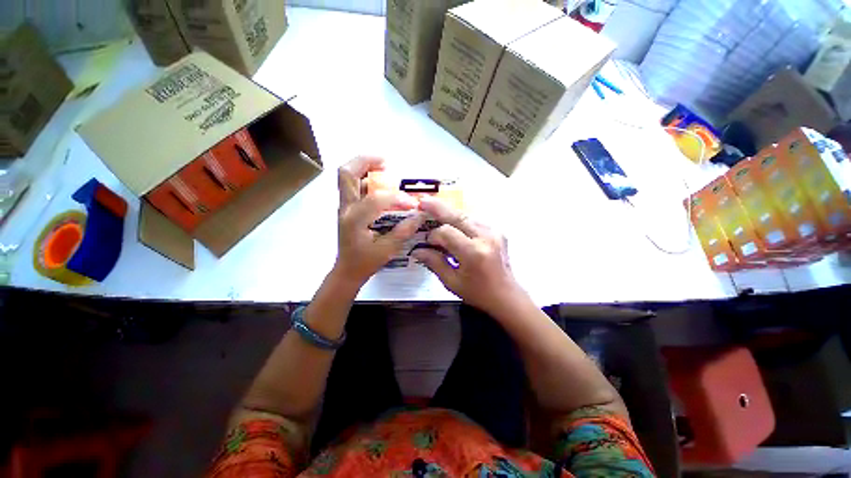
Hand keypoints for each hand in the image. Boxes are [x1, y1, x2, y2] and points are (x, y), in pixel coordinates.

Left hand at [334, 157, 424, 286]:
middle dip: (366, 161)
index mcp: (355, 220)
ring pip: (347, 176)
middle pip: (347, 173)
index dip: (397, 199)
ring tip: (384, 168)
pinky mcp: (347, 208)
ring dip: (364, 167)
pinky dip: (365, 178)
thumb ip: (404, 231)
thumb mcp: (388, 250)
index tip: (413, 205)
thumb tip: (420, 215)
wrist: (347, 270)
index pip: (377, 199)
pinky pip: (353, 185)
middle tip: (386, 162)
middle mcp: (346, 208)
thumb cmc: (365, 262)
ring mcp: (344, 206)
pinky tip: (381, 184)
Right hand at [412, 196, 525, 314]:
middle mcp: (485, 237)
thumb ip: (434, 262)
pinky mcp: (497, 231)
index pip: (447, 232)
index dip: (433, 235)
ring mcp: (494, 232)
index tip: (427, 243)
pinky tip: (452, 223)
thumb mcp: (452, 282)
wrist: (506, 295)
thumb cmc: (478, 293)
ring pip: (466, 216)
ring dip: (450, 213)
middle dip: (438, 208)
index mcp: (473, 253)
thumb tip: (417, 250)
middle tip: (423, 201)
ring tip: (434, 209)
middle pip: (458, 216)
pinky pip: (474, 221)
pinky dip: (461, 220)